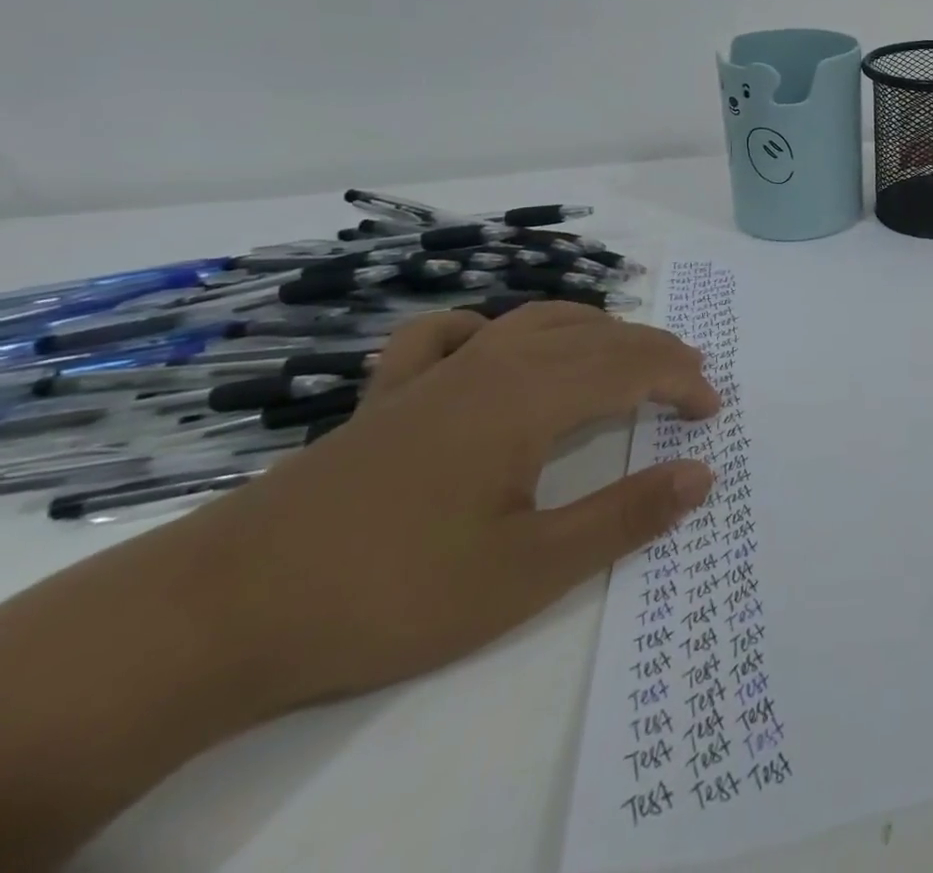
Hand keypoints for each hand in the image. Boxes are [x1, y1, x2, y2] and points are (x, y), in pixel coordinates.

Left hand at [177, 301, 721, 711]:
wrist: (220, 611)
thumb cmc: (393, 590)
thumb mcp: (528, 570)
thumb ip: (624, 516)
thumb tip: (703, 475)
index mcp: (532, 397)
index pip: (633, 369)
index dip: (682, 383)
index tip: (712, 412)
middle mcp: (494, 365)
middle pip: (597, 336)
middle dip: (655, 352)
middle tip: (691, 380)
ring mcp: (437, 373)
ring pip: (538, 321)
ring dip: (597, 330)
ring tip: (626, 353)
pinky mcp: (390, 395)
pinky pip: (451, 334)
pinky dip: (491, 328)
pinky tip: (494, 344)